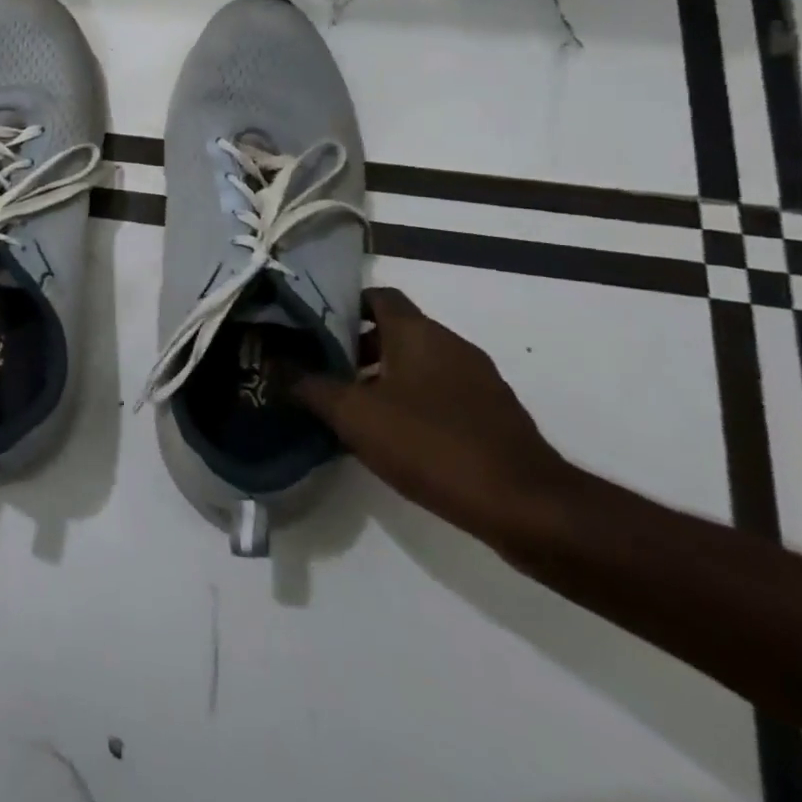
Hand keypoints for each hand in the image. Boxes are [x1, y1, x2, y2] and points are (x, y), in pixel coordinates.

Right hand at [291, 287, 579, 547]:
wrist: (526, 506)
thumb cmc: (431, 444)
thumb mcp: (354, 415)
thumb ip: (310, 385)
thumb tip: (274, 364)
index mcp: (418, 332)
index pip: (377, 296)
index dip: (344, 305)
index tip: (314, 325)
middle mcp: (450, 344)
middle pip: (396, 329)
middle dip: (357, 345)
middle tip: (323, 368)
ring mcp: (479, 379)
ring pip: (418, 362)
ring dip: (384, 375)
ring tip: (352, 405)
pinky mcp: (494, 414)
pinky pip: (442, 391)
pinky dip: (414, 400)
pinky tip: (394, 434)